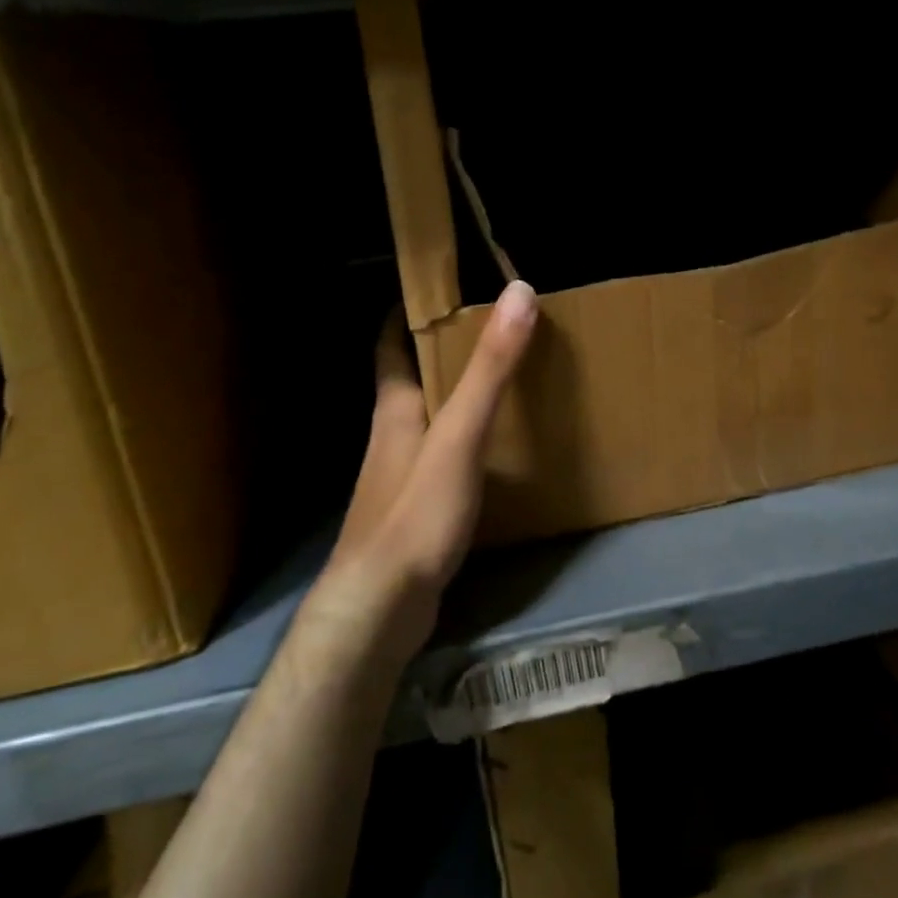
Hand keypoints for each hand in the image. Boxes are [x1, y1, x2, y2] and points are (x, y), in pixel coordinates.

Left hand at [314, 279, 537, 658]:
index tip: (442, 288)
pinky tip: (496, 449)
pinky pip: (443, 456)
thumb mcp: (460, 434)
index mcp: (395, 408)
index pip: (390, 343)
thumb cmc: (415, 513)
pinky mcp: (416, 509)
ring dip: (457, 396)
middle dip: (444, 351)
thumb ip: (490, 369)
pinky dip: (466, 439)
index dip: (408, 311)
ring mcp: (402, 475)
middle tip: (491, 330)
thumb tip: (518, 293)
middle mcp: (393, 434)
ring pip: (428, 418)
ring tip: (502, 381)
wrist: (380, 609)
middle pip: (413, 378)